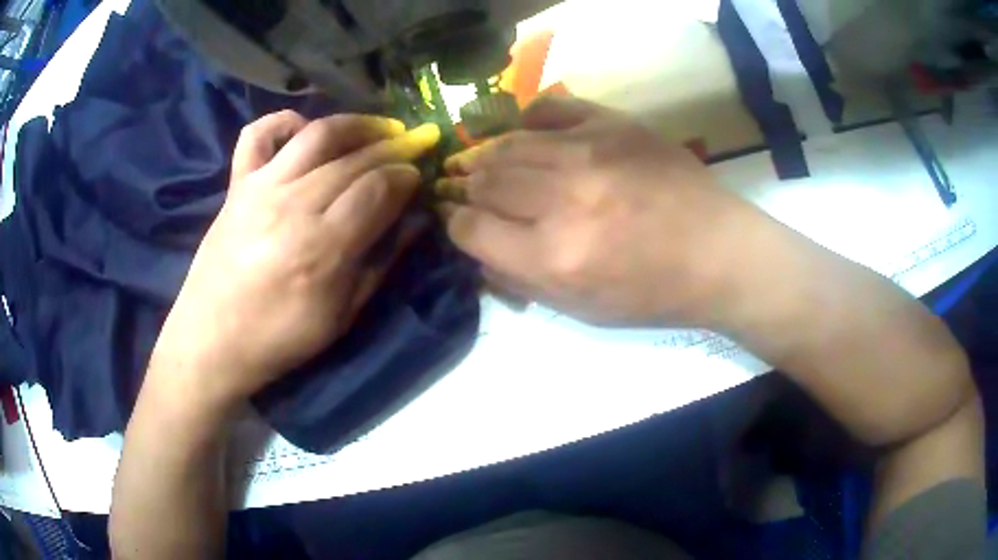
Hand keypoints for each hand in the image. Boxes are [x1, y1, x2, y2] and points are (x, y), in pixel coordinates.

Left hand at [150, 110, 439, 406]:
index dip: (406, 177)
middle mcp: (294, 205)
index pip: (378, 189)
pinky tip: (303, 130)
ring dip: (354, 125)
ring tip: (377, 127)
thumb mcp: (341, 317)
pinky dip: (283, 121)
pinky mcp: (237, 185)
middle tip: (409, 148)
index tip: (418, 176)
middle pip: (354, 159)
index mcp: (323, 248)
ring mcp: (261, 188)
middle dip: (392, 148)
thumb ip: (381, 264)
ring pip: (316, 134)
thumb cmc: (279, 338)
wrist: (212, 340)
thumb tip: (415, 222)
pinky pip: (257, 134)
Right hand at [440, 96, 760, 326]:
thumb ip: (521, 281)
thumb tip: (479, 250)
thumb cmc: (653, 293)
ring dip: (491, 158)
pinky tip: (532, 136)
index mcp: (554, 257)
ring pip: (507, 143)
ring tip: (496, 167)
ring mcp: (588, 152)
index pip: (469, 228)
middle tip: (479, 196)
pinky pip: (548, 108)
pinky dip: (529, 121)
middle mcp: (563, 199)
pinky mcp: (612, 124)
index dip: (457, 225)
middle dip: (471, 191)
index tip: (464, 223)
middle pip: (483, 180)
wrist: (718, 252)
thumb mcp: (581, 311)